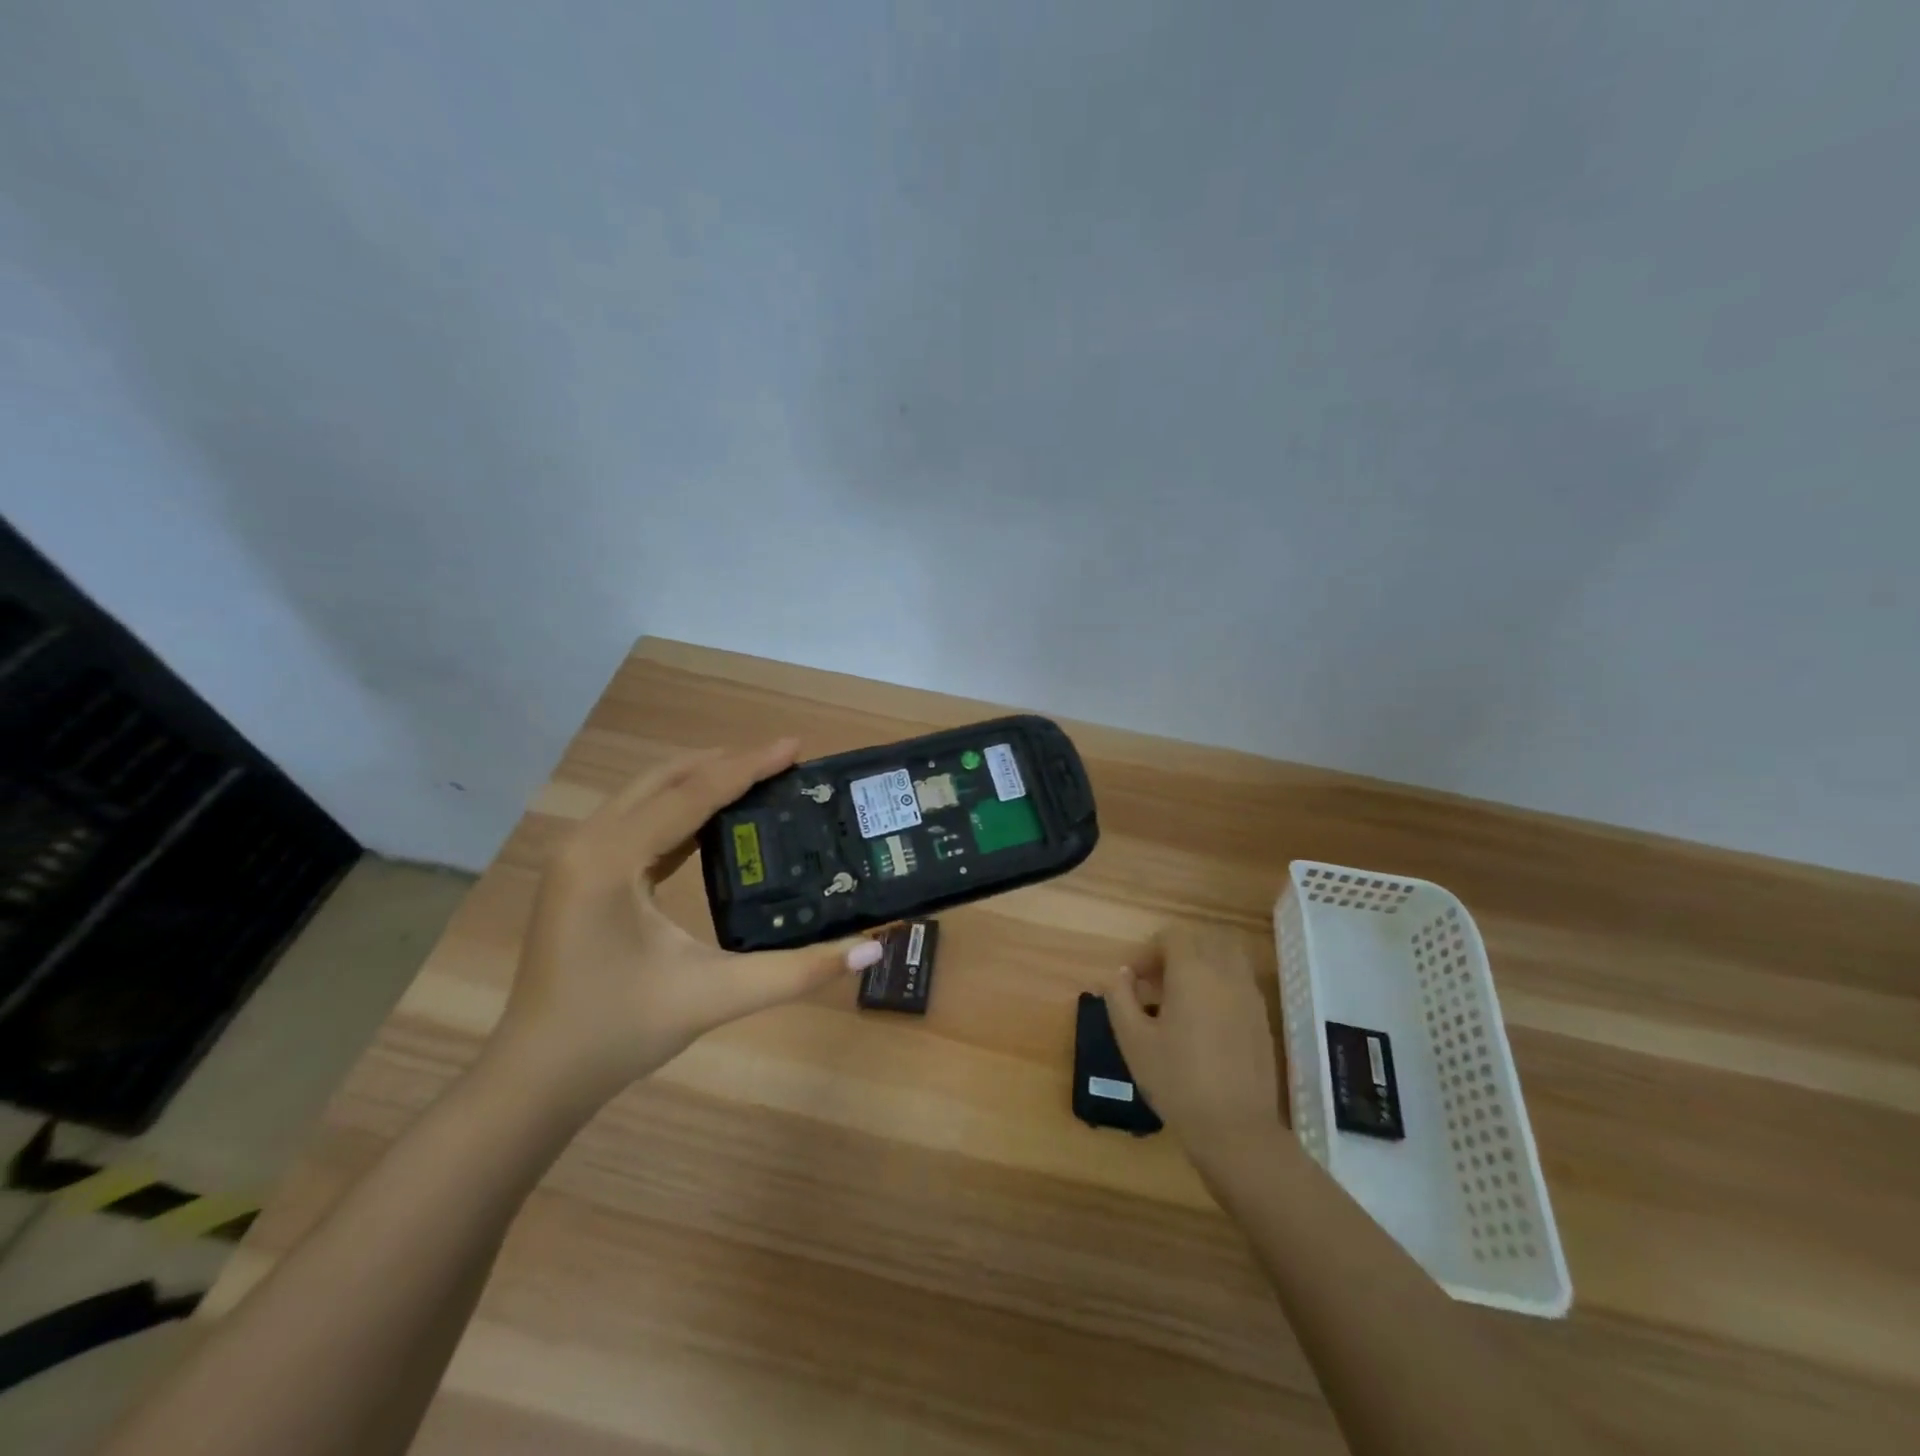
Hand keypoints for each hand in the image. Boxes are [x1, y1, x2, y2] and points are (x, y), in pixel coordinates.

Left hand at [489, 739, 883, 1110]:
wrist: (539, 1077)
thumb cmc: (619, 1033)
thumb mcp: (716, 997)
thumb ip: (798, 971)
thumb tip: (873, 946)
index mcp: (610, 860)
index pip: (690, 794)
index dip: (748, 767)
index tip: (795, 746)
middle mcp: (587, 843)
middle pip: (665, 779)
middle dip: (726, 762)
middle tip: (784, 759)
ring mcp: (578, 856)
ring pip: (647, 794)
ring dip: (702, 780)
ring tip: (759, 777)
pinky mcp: (581, 872)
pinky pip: (637, 820)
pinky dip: (680, 808)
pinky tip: (718, 818)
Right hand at [1107, 926, 1283, 1172]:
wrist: (1235, 1130)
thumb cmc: (1177, 1081)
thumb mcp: (1133, 1040)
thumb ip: (1120, 998)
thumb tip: (1120, 974)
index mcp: (1192, 973)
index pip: (1173, 937)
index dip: (1149, 951)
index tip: (1134, 980)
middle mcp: (1225, 974)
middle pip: (1202, 940)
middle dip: (1176, 953)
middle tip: (1155, 984)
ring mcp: (1249, 995)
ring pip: (1227, 956)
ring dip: (1202, 964)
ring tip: (1181, 997)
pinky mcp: (1262, 1018)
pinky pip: (1240, 981)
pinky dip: (1220, 984)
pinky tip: (1204, 1020)